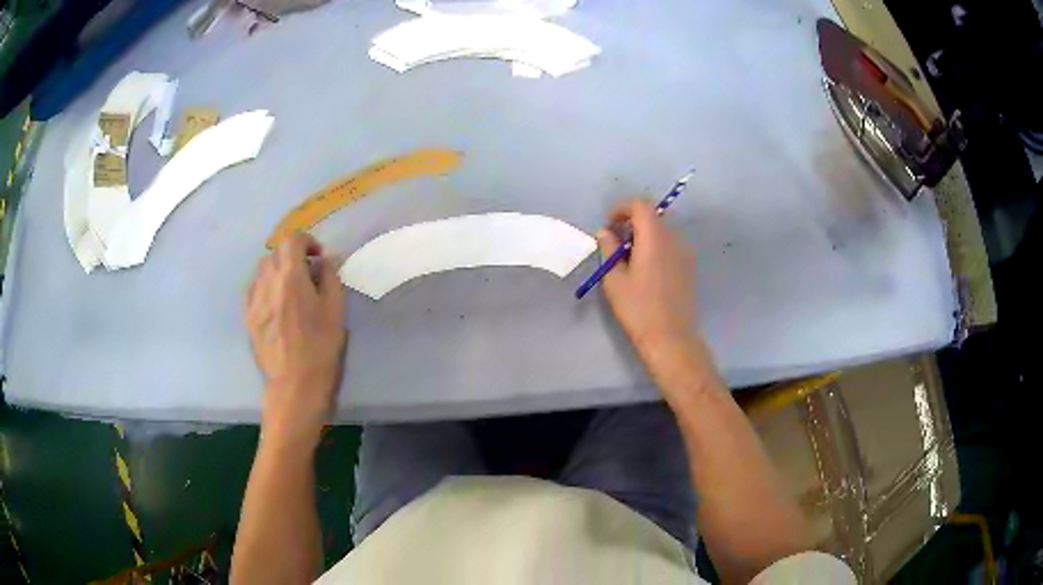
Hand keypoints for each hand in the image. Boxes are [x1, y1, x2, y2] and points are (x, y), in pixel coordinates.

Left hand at [246, 233, 346, 444]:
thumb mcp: (336, 311)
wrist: (294, 386)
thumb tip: (326, 259)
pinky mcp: (248, 317)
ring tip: (291, 287)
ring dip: (277, 269)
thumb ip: (330, 278)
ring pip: (262, 269)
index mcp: (290, 277)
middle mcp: (267, 282)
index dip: (307, 242)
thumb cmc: (320, 348)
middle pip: (276, 252)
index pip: (293, 240)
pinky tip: (276, 301)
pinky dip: (266, 285)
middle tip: (308, 273)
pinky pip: (254, 288)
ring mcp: (254, 300)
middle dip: (292, 255)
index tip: (319, 257)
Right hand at [598, 199, 697, 347]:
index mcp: (654, 237)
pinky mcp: (689, 266)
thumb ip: (609, 249)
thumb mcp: (614, 279)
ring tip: (629, 259)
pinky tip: (646, 270)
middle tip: (615, 242)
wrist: (671, 337)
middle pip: (652, 216)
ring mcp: (685, 252)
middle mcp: (673, 238)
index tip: (608, 225)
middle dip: (632, 222)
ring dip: (644, 235)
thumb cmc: (638, 309)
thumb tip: (605, 232)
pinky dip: (656, 246)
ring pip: (662, 230)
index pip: (640, 205)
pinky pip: (670, 245)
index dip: (622, 208)